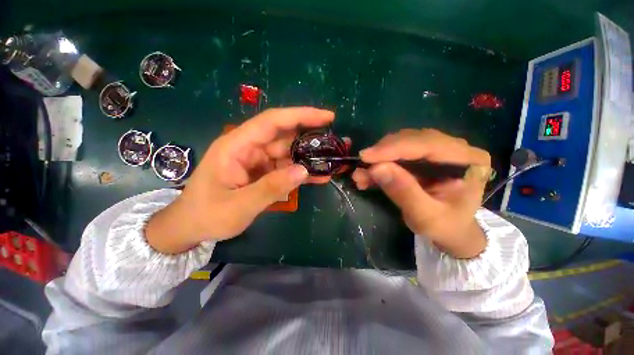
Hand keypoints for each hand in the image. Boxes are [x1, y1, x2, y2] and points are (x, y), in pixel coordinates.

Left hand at [146, 107, 334, 253]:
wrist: (192, 226)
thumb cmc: (208, 215)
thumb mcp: (238, 205)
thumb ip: (270, 188)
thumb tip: (303, 171)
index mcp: (237, 146)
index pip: (272, 121)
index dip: (301, 115)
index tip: (327, 117)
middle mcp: (249, 148)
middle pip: (285, 137)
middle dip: (311, 139)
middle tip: (336, 143)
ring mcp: (257, 161)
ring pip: (289, 154)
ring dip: (309, 159)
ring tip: (332, 163)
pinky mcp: (263, 173)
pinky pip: (286, 169)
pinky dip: (301, 173)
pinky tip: (318, 177)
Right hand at [352, 129, 490, 258]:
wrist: (451, 229)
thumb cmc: (445, 226)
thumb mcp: (426, 216)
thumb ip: (404, 192)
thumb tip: (376, 168)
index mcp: (468, 160)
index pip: (427, 144)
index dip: (393, 148)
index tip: (366, 156)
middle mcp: (455, 148)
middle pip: (412, 140)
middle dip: (382, 154)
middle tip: (361, 168)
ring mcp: (438, 150)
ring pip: (401, 144)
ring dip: (378, 159)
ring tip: (361, 175)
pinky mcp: (423, 156)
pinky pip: (397, 153)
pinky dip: (379, 164)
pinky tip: (367, 176)